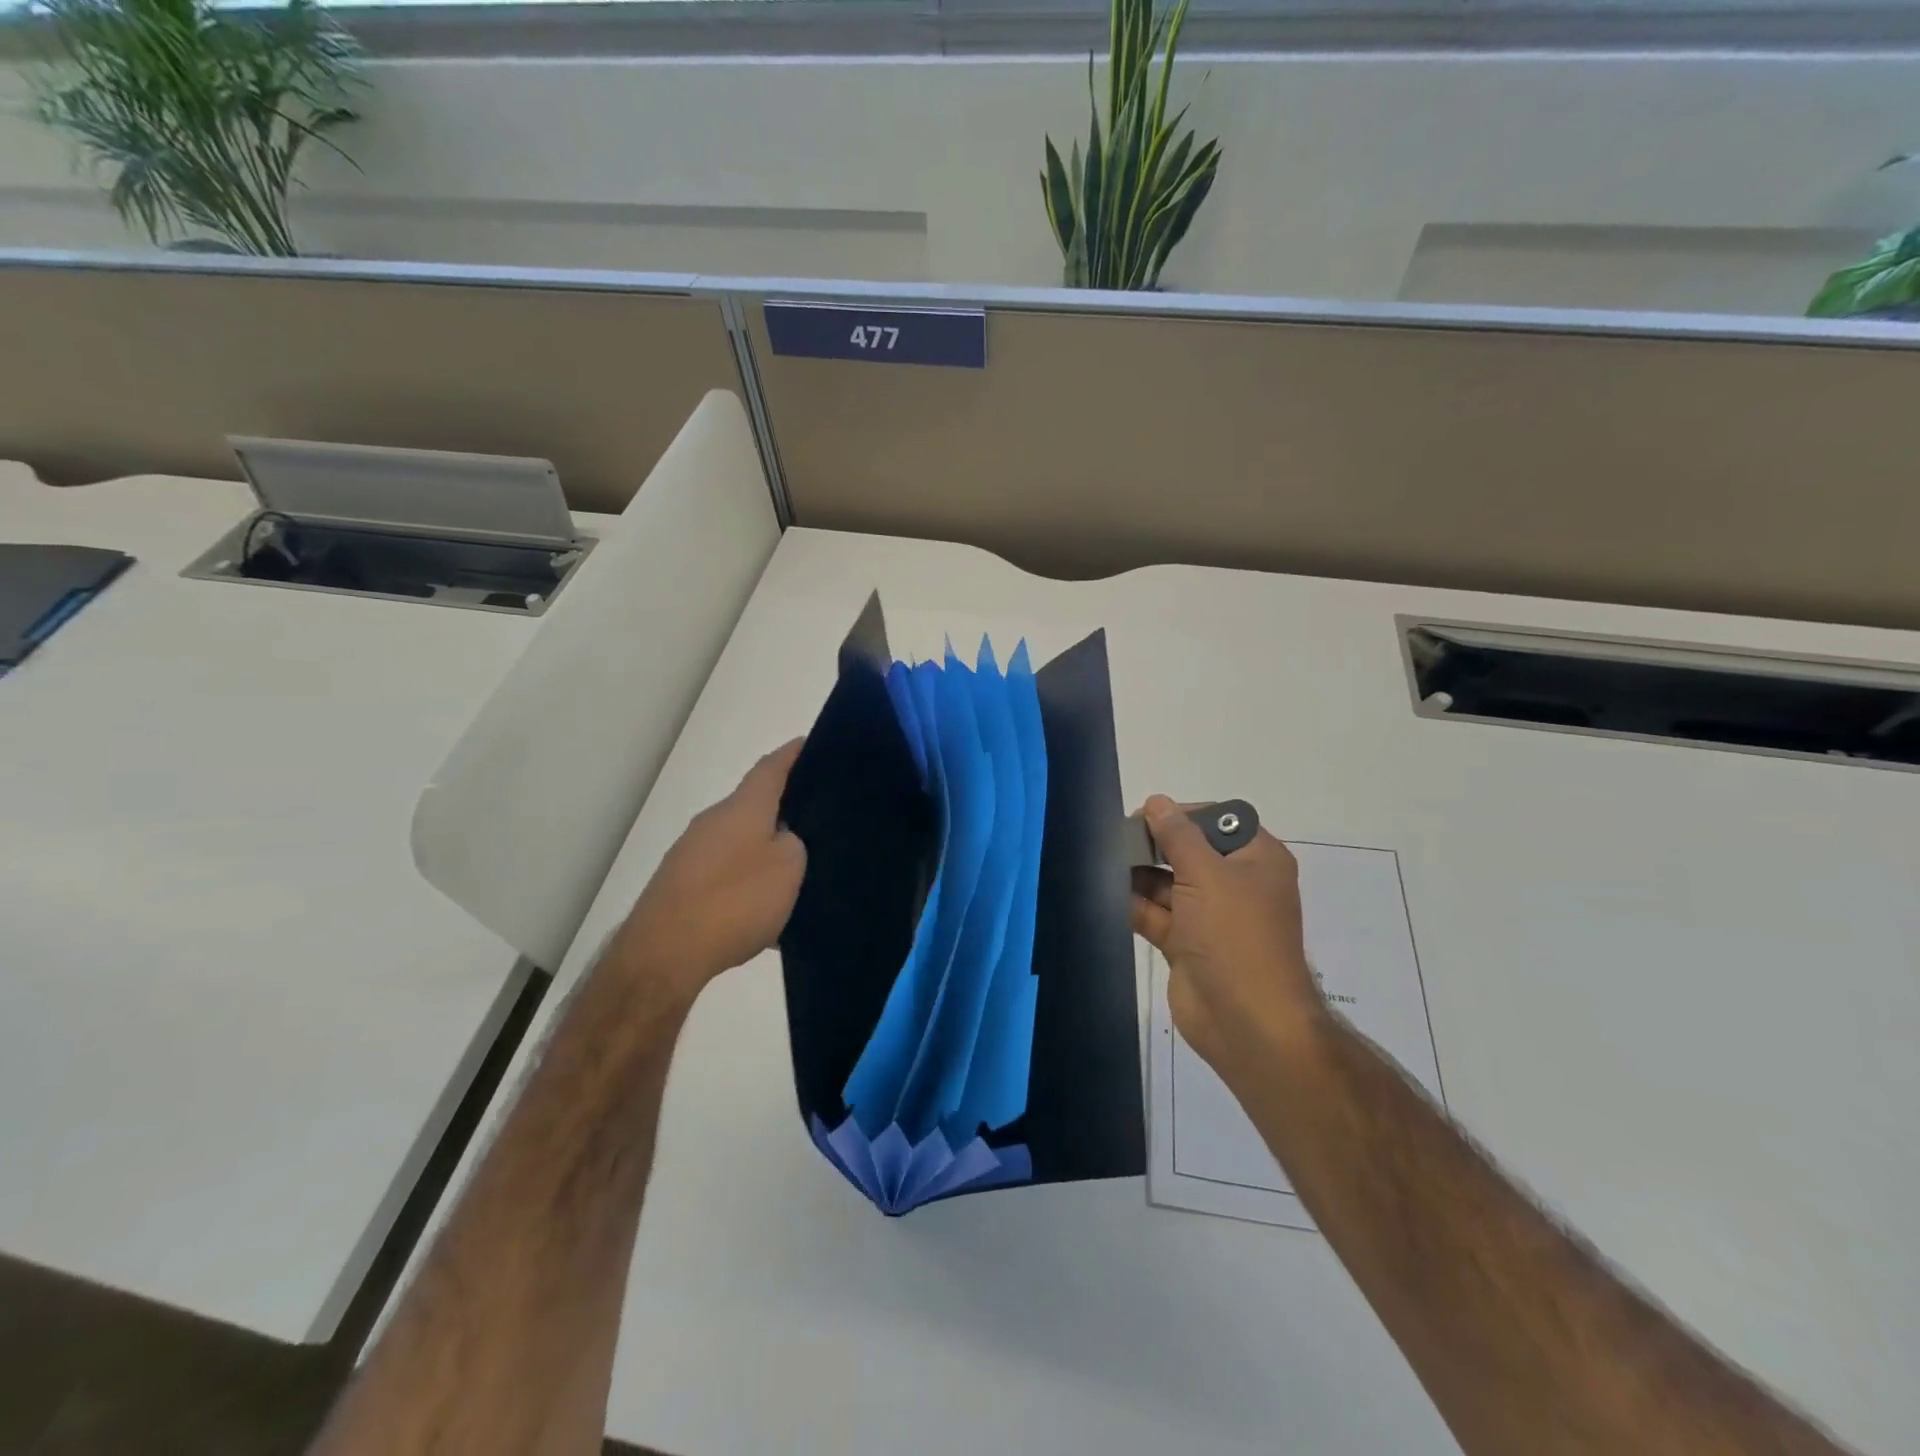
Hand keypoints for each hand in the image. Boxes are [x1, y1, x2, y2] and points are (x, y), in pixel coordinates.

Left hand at [608, 739, 807, 1002]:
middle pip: (754, 806)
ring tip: (797, 878)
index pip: (771, 767)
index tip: (813, 743)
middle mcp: (712, 821)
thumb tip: (782, 840)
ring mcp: (691, 854)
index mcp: (742, 807)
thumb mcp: (788, 868)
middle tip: (818, 821)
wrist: (664, 954)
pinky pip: (724, 876)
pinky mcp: (679, 886)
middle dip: (784, 810)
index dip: (793, 754)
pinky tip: (765, 917)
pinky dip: (746, 886)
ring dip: (765, 854)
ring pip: (740, 844)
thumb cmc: (735, 900)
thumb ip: (794, 844)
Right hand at [1130, 795, 1324, 1075]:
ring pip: (1167, 883)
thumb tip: (1157, 801)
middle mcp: (1235, 884)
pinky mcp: (1186, 944)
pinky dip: (1133, 904)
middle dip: (1153, 844)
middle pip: (1188, 851)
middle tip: (1113, 838)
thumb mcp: (1207, 875)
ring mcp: (1209, 916)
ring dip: (1138, 874)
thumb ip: (1177, 836)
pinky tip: (1103, 891)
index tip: (1143, 815)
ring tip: (1100, 861)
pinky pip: (1155, 914)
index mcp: (1256, 860)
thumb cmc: (1235, 936)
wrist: (1247, 1023)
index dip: (1181, 815)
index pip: (1218, 821)